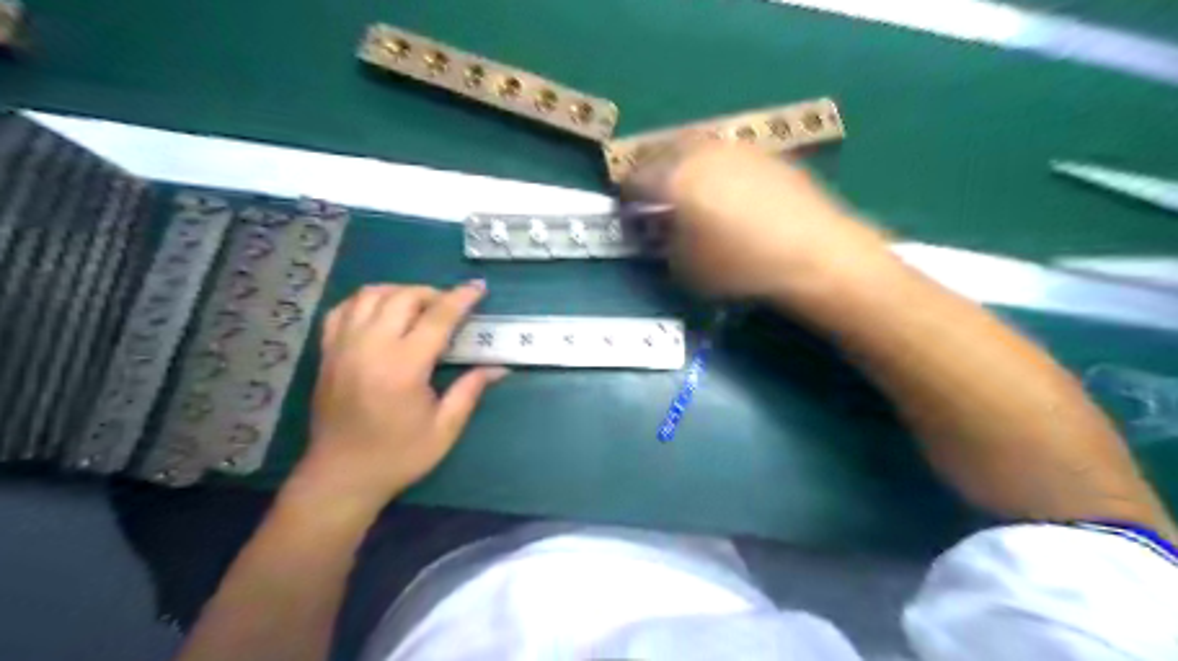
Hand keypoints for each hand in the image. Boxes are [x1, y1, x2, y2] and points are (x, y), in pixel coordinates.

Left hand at [292, 281, 508, 508]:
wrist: (341, 476)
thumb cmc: (398, 456)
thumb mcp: (444, 429)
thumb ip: (470, 391)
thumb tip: (499, 367)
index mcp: (403, 368)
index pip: (437, 318)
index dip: (461, 298)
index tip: (479, 287)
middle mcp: (370, 348)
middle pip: (403, 297)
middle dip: (432, 293)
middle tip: (450, 307)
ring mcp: (343, 347)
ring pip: (370, 295)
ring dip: (399, 292)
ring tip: (418, 306)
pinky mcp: (327, 353)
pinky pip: (343, 309)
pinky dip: (366, 302)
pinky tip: (381, 313)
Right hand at [629, 145, 888, 300]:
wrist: (814, 254)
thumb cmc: (740, 267)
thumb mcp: (686, 268)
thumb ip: (663, 243)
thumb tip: (660, 229)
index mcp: (675, 178)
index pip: (636, 179)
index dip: (627, 197)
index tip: (629, 212)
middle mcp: (702, 153)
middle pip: (664, 152)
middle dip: (654, 172)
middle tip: (656, 196)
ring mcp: (738, 149)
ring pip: (698, 149)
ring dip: (686, 167)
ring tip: (692, 193)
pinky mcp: (768, 155)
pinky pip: (728, 157)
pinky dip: (717, 170)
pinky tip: (730, 195)